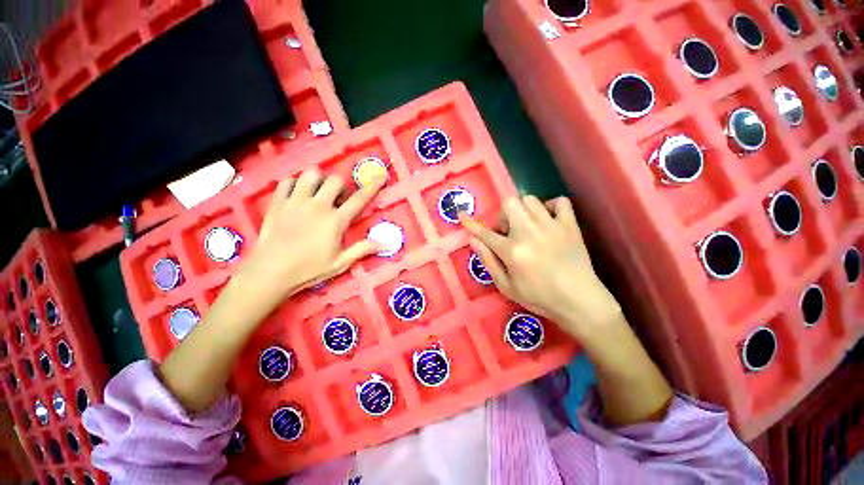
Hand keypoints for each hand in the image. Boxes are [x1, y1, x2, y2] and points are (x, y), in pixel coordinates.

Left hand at [235, 169, 384, 312]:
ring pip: (311, 174)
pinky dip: (295, 183)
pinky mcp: (278, 202)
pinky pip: (287, 181)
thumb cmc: (309, 269)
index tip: (382, 176)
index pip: (359, 199)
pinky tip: (297, 193)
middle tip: (338, 199)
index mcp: (336, 220)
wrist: (270, 272)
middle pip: (335, 180)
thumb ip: (363, 249)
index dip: (373, 186)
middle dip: (341, 186)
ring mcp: (296, 201)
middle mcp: (318, 205)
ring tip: (318, 192)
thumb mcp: (341, 262)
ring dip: (319, 180)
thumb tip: (387, 244)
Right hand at [461, 195, 621, 340]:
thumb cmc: (539, 297)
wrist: (580, 301)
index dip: (470, 223)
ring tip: (527, 226)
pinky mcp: (570, 225)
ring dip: (522, 210)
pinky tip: (548, 220)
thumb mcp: (506, 286)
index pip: (485, 232)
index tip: (461, 215)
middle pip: (509, 203)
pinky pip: (559, 201)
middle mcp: (528, 232)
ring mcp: (551, 225)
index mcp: (512, 250)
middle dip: (503, 215)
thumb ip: (488, 261)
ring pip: (530, 199)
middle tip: (508, 232)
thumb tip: (472, 240)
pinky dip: (551, 206)